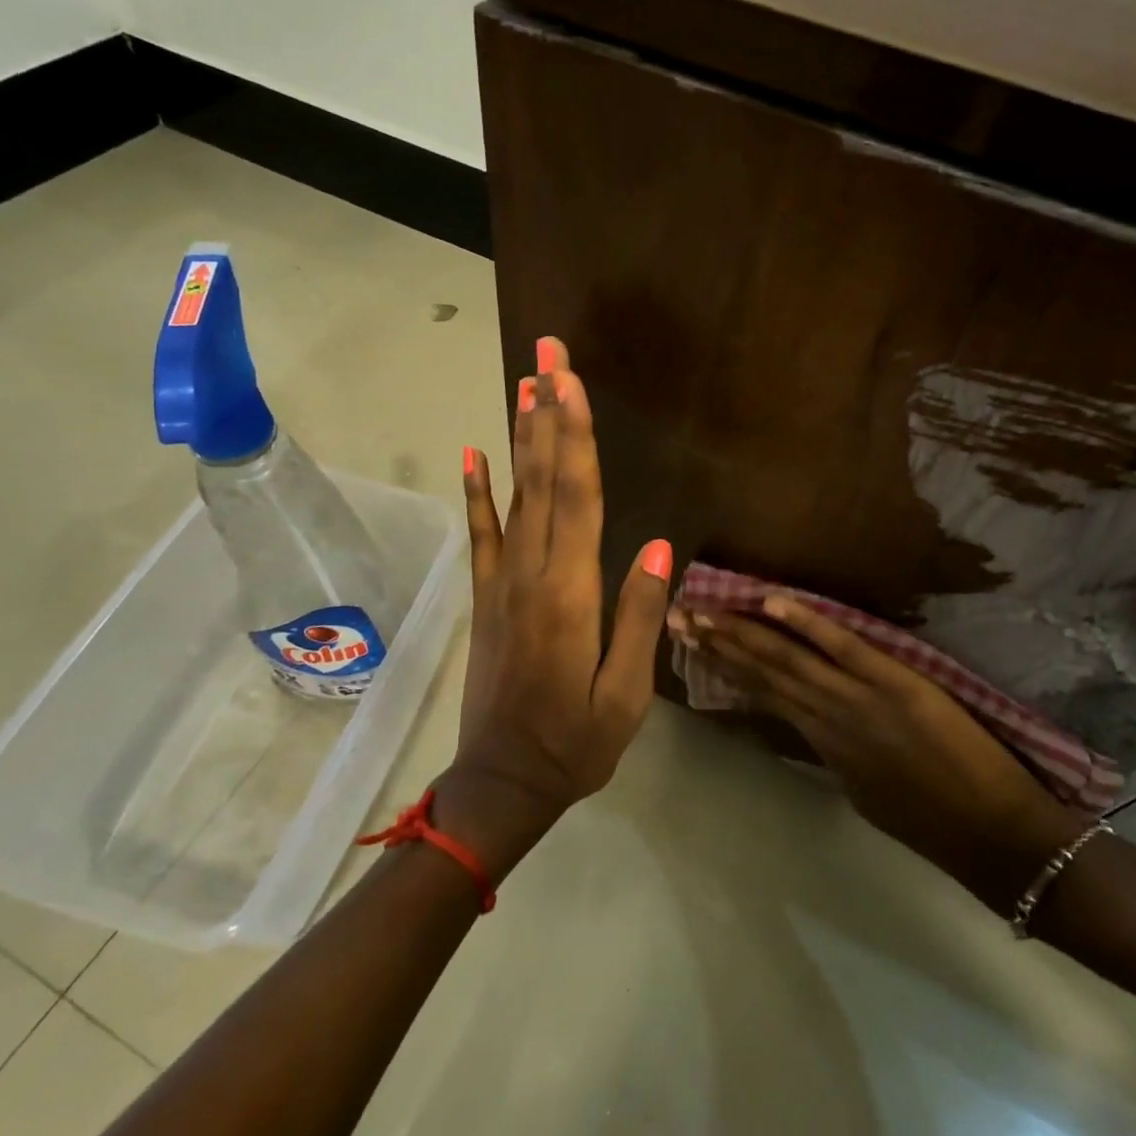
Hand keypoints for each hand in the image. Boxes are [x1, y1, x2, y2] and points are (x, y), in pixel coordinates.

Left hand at [440, 337, 671, 874]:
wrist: (501, 783)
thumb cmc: (575, 744)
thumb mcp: (627, 694)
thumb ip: (641, 617)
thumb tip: (662, 545)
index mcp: (570, 594)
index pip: (577, 498)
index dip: (575, 435)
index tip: (570, 380)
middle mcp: (531, 574)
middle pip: (544, 480)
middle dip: (547, 411)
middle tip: (547, 352)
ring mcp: (502, 582)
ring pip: (515, 496)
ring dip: (521, 436)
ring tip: (524, 383)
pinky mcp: (487, 597)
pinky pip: (481, 534)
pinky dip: (476, 492)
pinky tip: (472, 454)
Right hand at [679, 597, 1083, 913]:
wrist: (997, 838)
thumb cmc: (934, 823)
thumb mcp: (866, 793)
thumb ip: (833, 754)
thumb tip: (811, 724)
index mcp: (822, 745)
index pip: (763, 697)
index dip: (725, 669)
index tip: (692, 645)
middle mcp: (827, 718)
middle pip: (762, 674)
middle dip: (717, 644)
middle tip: (677, 618)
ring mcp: (858, 698)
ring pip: (788, 659)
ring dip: (742, 633)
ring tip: (702, 611)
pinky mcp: (894, 683)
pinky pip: (843, 648)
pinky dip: (807, 624)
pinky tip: (773, 600)